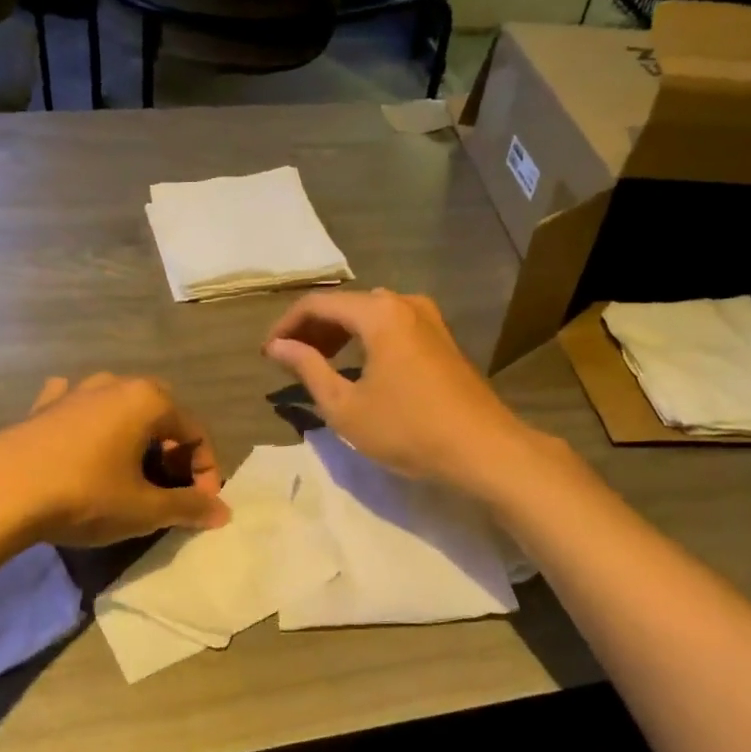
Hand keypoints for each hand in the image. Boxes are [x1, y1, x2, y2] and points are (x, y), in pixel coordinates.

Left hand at [0, 373, 229, 546]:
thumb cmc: (84, 495)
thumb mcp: (144, 509)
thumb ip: (188, 507)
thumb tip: (222, 511)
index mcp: (149, 401)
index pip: (196, 433)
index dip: (205, 472)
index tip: (198, 506)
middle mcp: (116, 384)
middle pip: (161, 415)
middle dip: (172, 452)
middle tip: (167, 488)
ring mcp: (75, 391)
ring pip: (120, 407)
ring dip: (134, 436)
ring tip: (129, 471)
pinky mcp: (42, 406)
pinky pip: (77, 406)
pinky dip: (88, 421)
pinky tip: (81, 438)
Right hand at [262, 289, 535, 491]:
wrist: (482, 449)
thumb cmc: (407, 429)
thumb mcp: (345, 406)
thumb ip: (308, 368)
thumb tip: (278, 346)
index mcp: (378, 313)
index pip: (317, 304)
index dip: (286, 326)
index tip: (267, 354)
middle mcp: (404, 302)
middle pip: (345, 305)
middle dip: (312, 329)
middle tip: (289, 361)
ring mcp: (428, 318)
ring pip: (370, 315)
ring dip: (339, 334)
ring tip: (318, 364)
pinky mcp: (442, 338)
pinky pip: (392, 326)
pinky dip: (366, 340)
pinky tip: (358, 367)